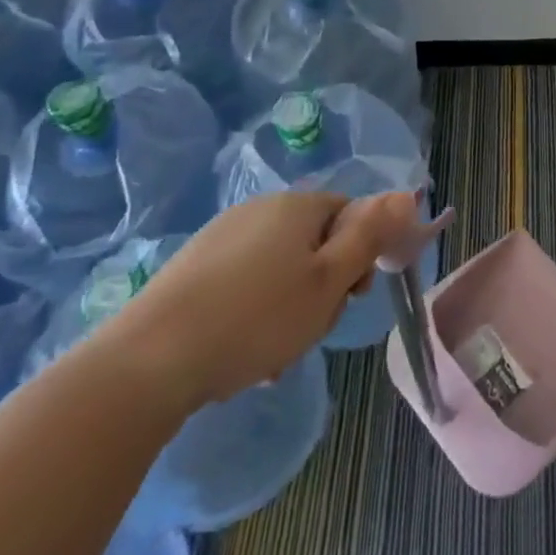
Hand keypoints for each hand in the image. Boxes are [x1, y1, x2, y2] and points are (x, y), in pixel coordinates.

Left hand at [99, 189, 419, 408]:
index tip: (353, 295)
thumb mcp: (329, 280)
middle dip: (323, 285)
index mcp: (298, 206)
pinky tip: (240, 353)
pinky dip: (253, 312)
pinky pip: (243, 283)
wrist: (149, 360)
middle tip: (312, 327)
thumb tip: (406, 194)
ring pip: (280, 268)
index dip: (361, 254)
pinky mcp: (192, 267)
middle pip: (315, 242)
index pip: (351, 214)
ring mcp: (221, 236)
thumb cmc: (257, 318)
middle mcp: (260, 209)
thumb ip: (370, 236)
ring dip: (289, 307)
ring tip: (274, 353)